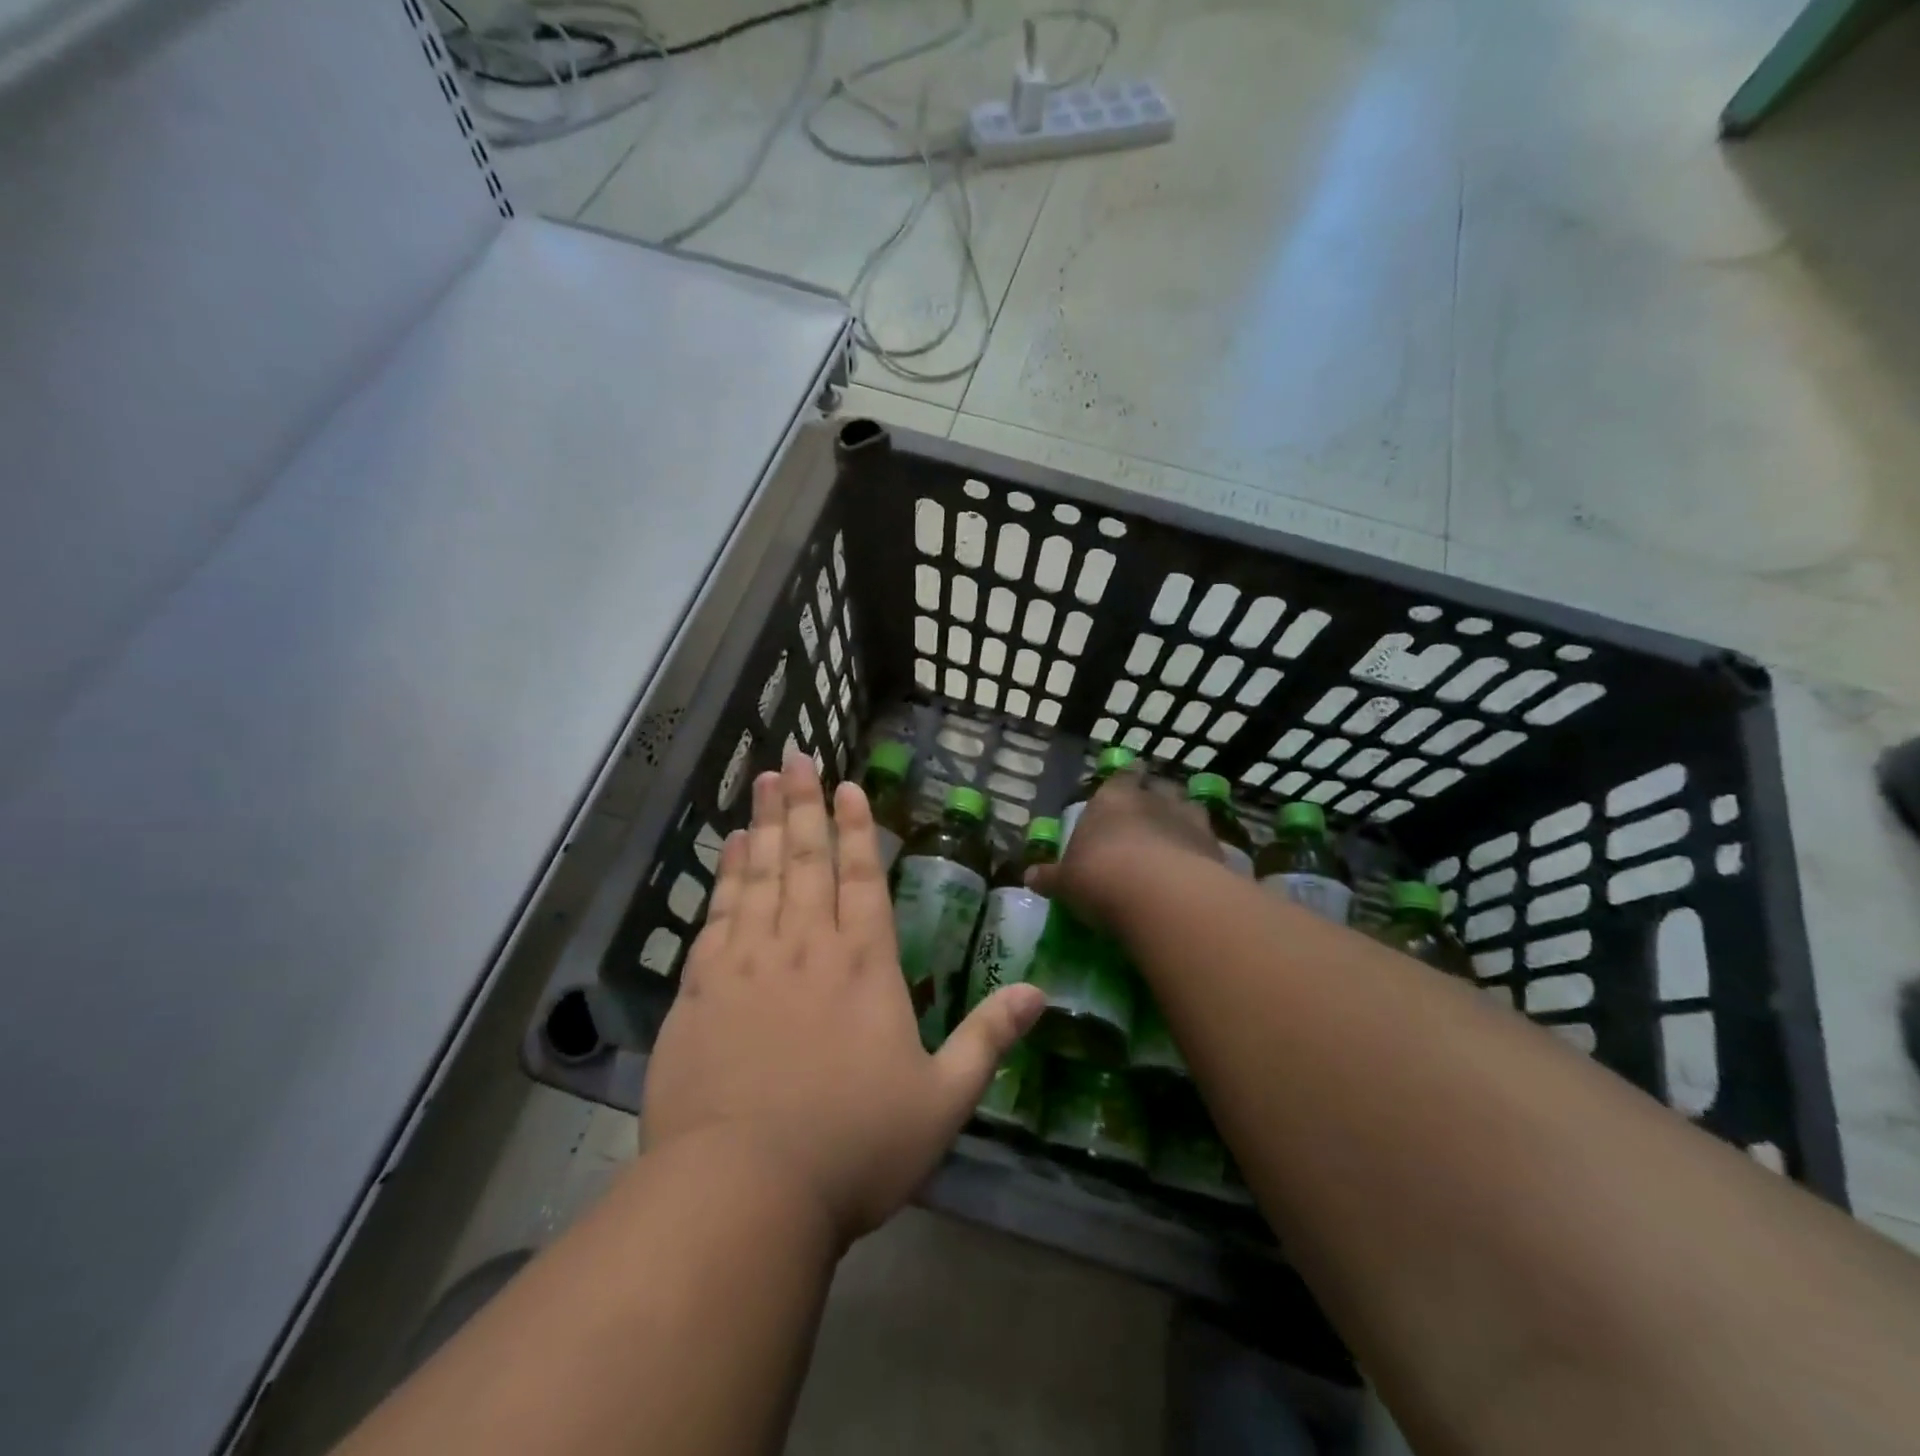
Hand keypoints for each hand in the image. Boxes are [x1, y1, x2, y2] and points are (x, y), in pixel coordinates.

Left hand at [643, 750, 1045, 1245]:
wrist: (742, 1191)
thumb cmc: (854, 1147)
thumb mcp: (942, 1101)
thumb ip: (989, 1039)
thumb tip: (1042, 993)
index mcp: (864, 964)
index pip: (862, 876)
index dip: (857, 827)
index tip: (848, 785)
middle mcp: (806, 946)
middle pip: (806, 858)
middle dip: (805, 804)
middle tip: (795, 757)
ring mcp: (747, 961)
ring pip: (760, 873)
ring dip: (766, 823)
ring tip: (765, 782)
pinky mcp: (700, 988)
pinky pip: (718, 912)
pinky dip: (727, 873)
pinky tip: (731, 848)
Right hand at [1027, 769, 1220, 922]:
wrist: (1161, 897)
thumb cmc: (1100, 877)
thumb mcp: (1066, 882)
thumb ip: (1051, 877)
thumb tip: (1030, 876)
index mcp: (1113, 799)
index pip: (1123, 775)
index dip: (1126, 777)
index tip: (1130, 779)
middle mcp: (1154, 800)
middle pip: (1160, 788)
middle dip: (1156, 799)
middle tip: (1151, 815)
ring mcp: (1190, 822)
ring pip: (1191, 809)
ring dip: (1184, 821)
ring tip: (1177, 839)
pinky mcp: (1217, 849)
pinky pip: (1210, 844)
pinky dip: (1203, 853)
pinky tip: (1197, 871)